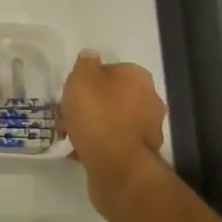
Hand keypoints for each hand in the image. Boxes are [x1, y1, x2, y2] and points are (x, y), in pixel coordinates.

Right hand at [60, 53, 166, 220]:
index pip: (113, 70)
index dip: (91, 79)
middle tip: (71, 114)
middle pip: (116, 96)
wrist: (117, 166)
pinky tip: (83, 151)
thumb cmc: (98, 115)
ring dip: (98, 125)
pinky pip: (117, 143)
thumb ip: (86, 63)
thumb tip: (92, 56)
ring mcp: (150, 130)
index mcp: (139, 77)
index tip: (74, 92)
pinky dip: (103, 145)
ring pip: (116, 121)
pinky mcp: (143, 155)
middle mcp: (151, 100)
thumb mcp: (81, 79)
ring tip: (73, 135)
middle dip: (95, 104)